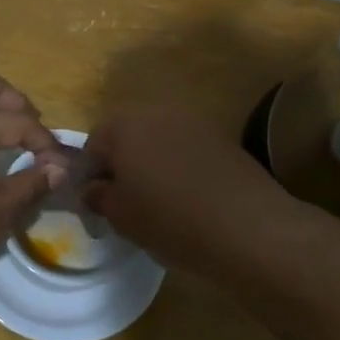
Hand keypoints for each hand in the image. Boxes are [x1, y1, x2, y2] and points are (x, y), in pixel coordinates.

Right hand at [83, 106, 298, 274]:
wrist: (249, 226)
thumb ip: (98, 197)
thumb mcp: (121, 217)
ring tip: (157, 200)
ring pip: (157, 141)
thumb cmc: (171, 220)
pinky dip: (178, 167)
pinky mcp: (221, 137)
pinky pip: (185, 149)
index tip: (96, 203)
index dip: (90, 175)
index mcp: (123, 127)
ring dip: (150, 163)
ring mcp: (192, 122)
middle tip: (124, 201)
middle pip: (126, 137)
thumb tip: (93, 189)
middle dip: (121, 164)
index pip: (92, 146)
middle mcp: (156, 113)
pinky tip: (186, 197)